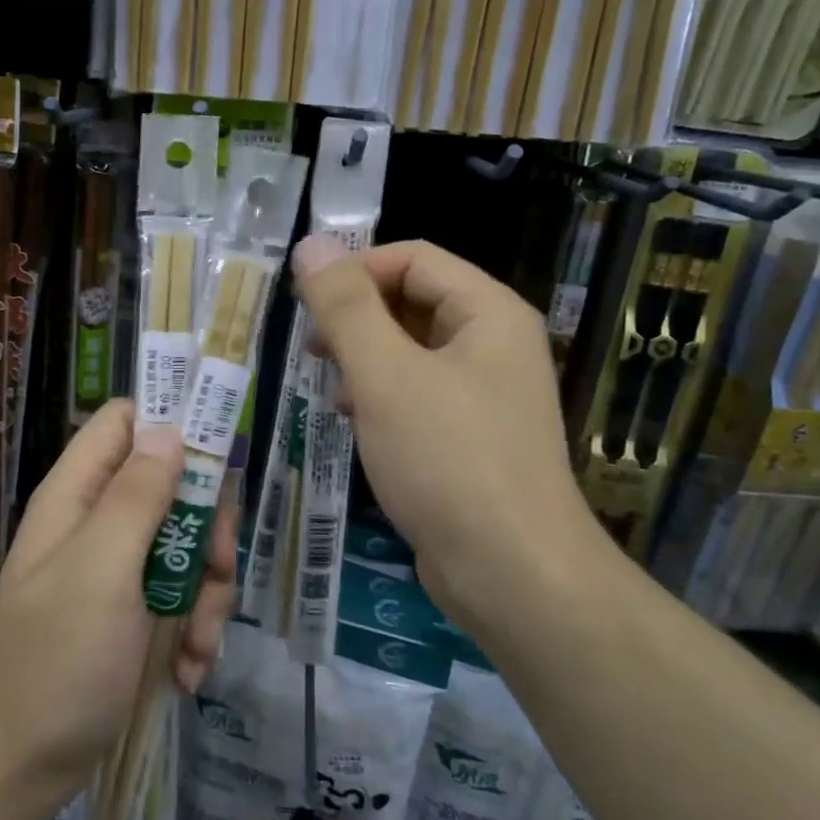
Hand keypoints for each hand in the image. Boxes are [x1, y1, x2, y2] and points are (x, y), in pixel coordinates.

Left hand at [0, 401, 237, 811]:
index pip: (126, 421)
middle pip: (174, 484)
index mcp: (79, 493)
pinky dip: (193, 630)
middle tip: (218, 565)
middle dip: (207, 526)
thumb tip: (171, 430)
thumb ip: (137, 496)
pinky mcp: (132, 613)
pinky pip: (181, 596)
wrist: (16, 771)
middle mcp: (99, 521)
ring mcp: (117, 569)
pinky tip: (187, 671)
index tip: (220, 454)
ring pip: (187, 545)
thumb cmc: (55, 661)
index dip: (172, 421)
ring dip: (206, 592)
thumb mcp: (101, 570)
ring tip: (199, 645)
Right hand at [291, 238, 593, 635]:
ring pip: (411, 349)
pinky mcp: (471, 435)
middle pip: (413, 300)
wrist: (513, 574)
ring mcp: (485, 392)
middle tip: (313, 349)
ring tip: (331, 387)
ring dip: (364, 358)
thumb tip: (310, 244)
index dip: (355, 271)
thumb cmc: (448, 461)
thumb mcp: (386, 375)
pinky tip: (357, 421)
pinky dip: (382, 395)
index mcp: (488, 313)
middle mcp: (493, 343)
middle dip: (357, 317)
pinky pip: (418, 392)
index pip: (412, 258)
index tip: (306, 305)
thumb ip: (346, 307)